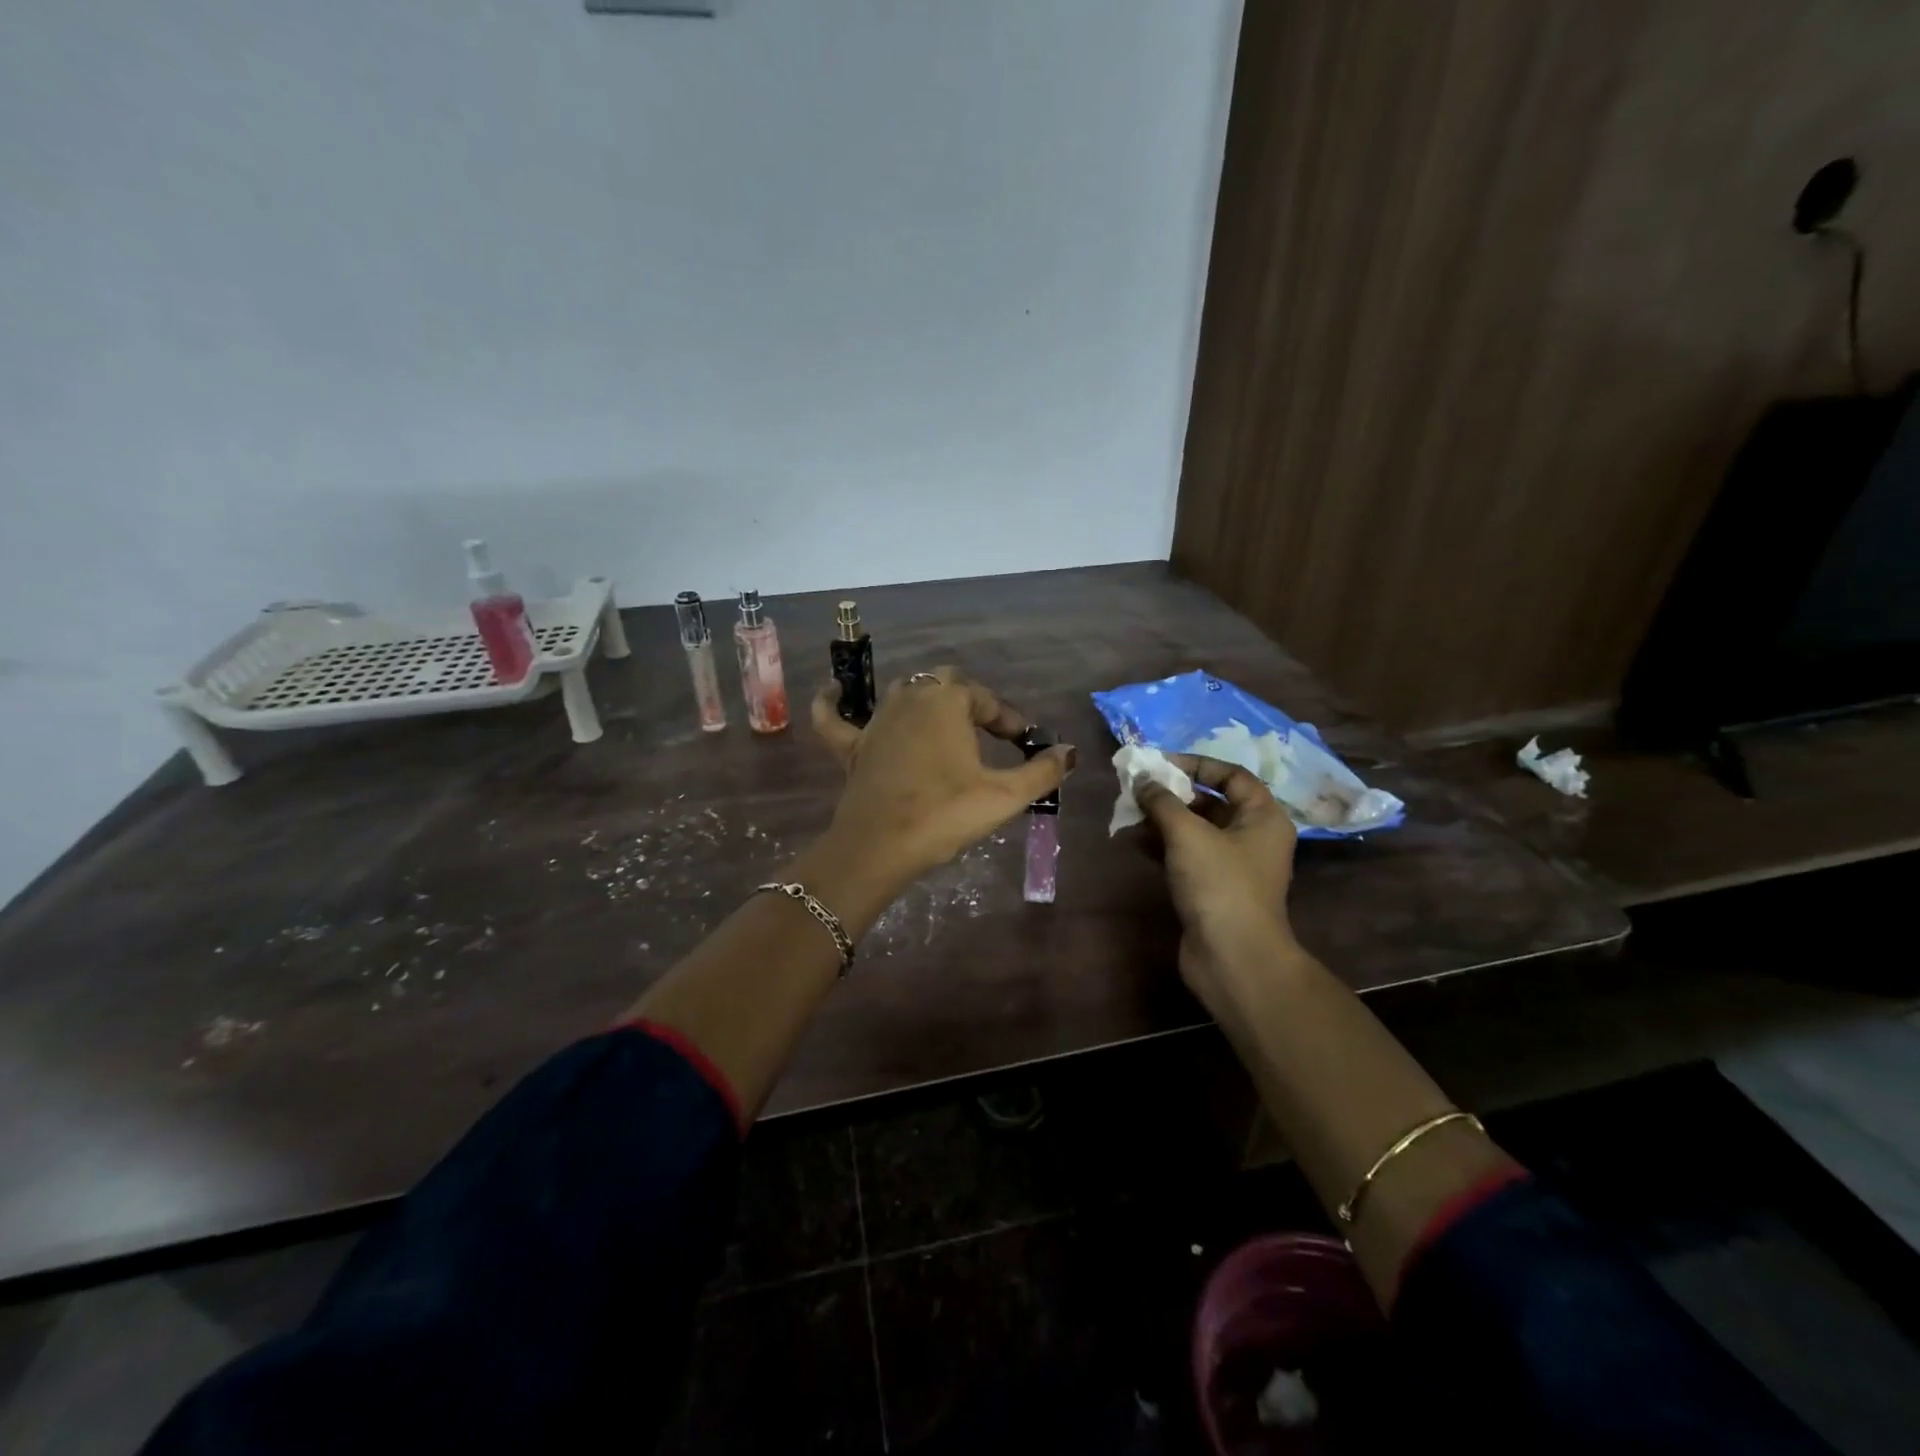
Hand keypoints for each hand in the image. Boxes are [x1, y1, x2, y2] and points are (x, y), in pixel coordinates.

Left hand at [810, 667, 1075, 893]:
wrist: (879, 847)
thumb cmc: (945, 815)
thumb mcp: (1004, 796)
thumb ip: (1042, 772)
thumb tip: (1071, 753)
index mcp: (947, 702)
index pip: (986, 699)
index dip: (1009, 719)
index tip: (1024, 742)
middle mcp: (909, 699)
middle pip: (944, 683)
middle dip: (969, 701)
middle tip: (987, 732)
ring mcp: (875, 721)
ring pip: (901, 693)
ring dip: (924, 702)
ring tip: (943, 723)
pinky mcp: (850, 747)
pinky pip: (834, 717)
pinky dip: (833, 703)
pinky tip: (833, 691)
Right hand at [1136, 756, 1299, 1008]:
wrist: (1232, 958)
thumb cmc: (1219, 885)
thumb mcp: (1188, 834)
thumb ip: (1163, 801)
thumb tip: (1143, 779)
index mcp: (1263, 817)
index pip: (1231, 775)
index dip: (1196, 763)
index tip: (1160, 763)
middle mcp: (1252, 837)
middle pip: (1211, 802)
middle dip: (1172, 793)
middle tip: (1137, 788)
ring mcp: (1232, 866)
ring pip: (1194, 830)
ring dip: (1162, 819)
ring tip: (1128, 813)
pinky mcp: (1212, 889)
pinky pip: (1185, 855)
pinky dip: (1161, 845)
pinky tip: (1133, 840)